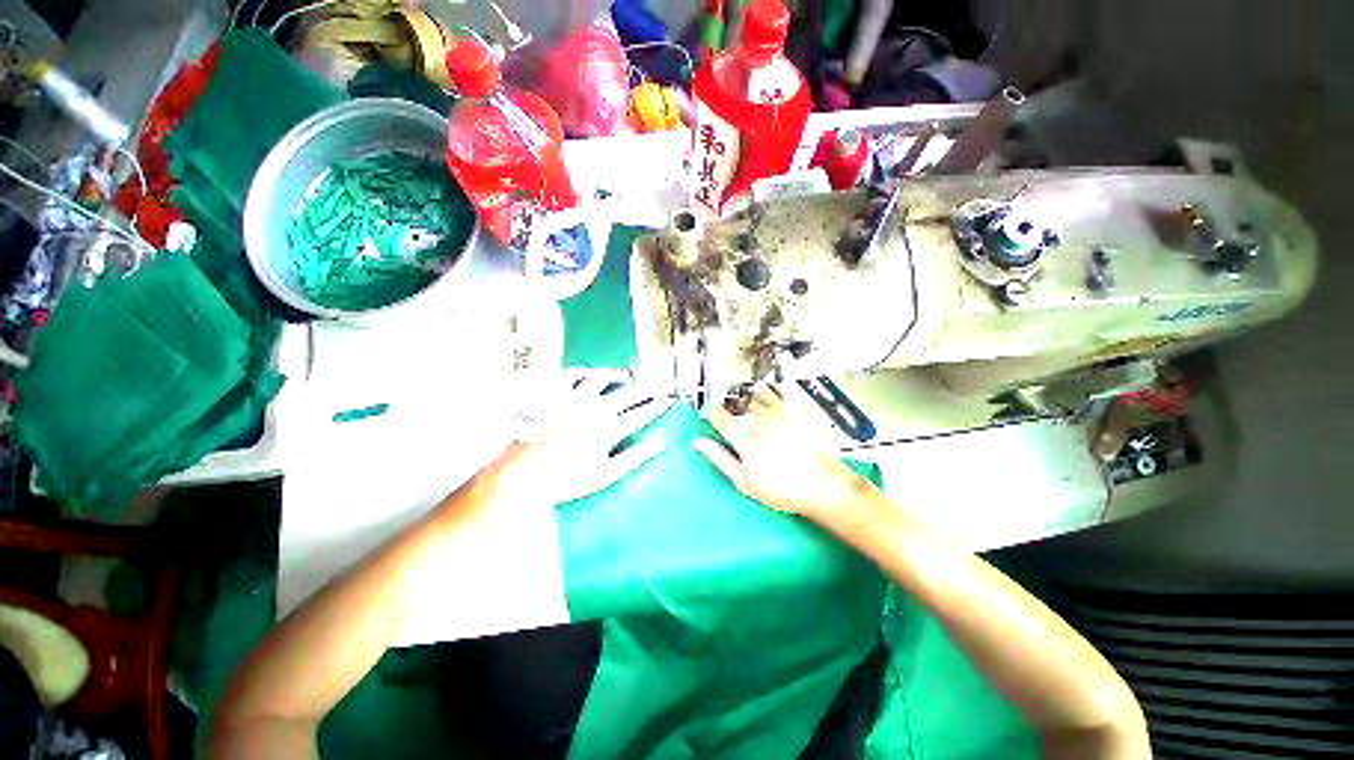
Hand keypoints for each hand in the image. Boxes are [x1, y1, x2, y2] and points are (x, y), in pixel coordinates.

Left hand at [478, 368, 673, 506]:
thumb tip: (658, 444)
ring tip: (627, 377)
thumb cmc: (566, 479)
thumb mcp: (606, 474)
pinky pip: (573, 375)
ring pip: (603, 378)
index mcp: (609, 428)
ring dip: (619, 376)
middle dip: (646, 389)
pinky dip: (586, 372)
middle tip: (655, 388)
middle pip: (628, 393)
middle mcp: (595, 408)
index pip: (642, 413)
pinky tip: (590, 375)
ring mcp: (575, 398)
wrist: (523, 473)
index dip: (658, 406)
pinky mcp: (555, 395)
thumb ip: (635, 457)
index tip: (668, 401)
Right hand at [693, 385, 872, 521]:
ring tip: (759, 410)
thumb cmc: (783, 489)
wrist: (824, 487)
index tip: (717, 416)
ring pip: (760, 394)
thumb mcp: (744, 481)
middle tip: (742, 415)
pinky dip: (775, 390)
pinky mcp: (799, 410)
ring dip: (755, 398)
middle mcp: (763, 425)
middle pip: (742, 403)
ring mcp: (782, 415)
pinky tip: (776, 397)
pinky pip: (782, 390)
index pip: (722, 420)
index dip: (716, 415)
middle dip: (738, 406)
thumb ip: (719, 459)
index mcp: (747, 443)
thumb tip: (699, 443)